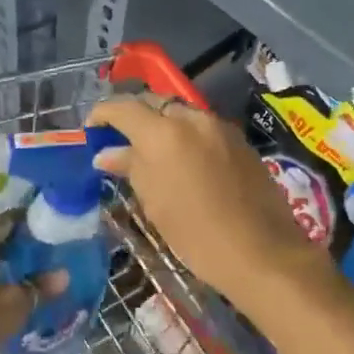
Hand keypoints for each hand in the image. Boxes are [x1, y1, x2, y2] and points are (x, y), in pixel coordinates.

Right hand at [88, 94, 328, 312]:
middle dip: (134, 115)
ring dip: (162, 124)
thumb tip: (106, 154)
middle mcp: (192, 119)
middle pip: (154, 102)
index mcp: (164, 133)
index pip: (124, 108)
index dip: (102, 114)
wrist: (261, 251)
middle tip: (119, 138)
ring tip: (151, 150)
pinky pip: (203, 127)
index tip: (91, 129)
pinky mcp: (239, 139)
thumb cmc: (196, 234)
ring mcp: (219, 126)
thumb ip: (131, 168)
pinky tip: (184, 160)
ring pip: (181, 113)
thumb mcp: (155, 203)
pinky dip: (186, 135)